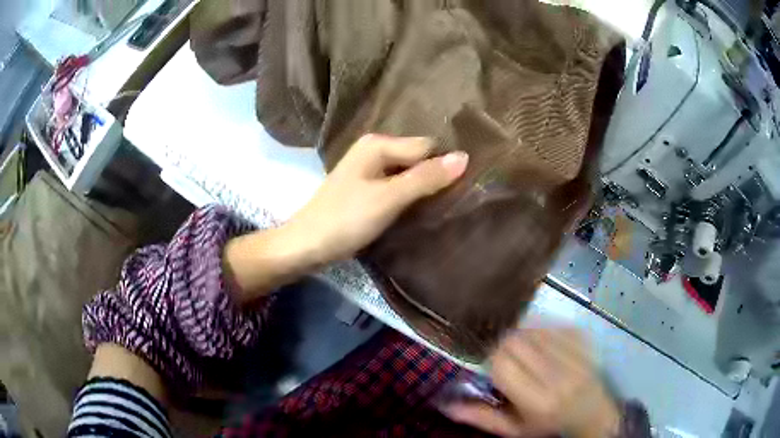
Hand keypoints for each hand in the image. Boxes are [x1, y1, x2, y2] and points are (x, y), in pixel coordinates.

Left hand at [286, 134, 468, 263]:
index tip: (465, 188)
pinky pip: (395, 187)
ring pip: (407, 174)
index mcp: (378, 144)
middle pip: (416, 158)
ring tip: (442, 208)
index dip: (445, 165)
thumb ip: (426, 177)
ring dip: (423, 189)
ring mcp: (367, 171)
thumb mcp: (389, 198)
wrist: (306, 246)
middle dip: (435, 177)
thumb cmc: (346, 219)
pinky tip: (418, 212)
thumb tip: (464, 157)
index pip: (426, 147)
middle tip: (455, 201)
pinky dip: (408, 197)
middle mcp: (373, 150)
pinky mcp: (365, 190)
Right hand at [443, 329, 619, 437]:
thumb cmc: (548, 425)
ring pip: (533, 329)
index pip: (502, 363)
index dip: (491, 359)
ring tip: (524, 351)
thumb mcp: (514, 430)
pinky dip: (541, 330)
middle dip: (503, 345)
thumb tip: (447, 405)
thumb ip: (481, 417)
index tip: (492, 366)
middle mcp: (557, 375)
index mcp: (538, 400)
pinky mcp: (583, 339)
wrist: (592, 413)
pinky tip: (542, 343)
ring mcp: (574, 353)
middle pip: (516, 341)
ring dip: (521, 337)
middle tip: (506, 358)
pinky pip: (552, 324)